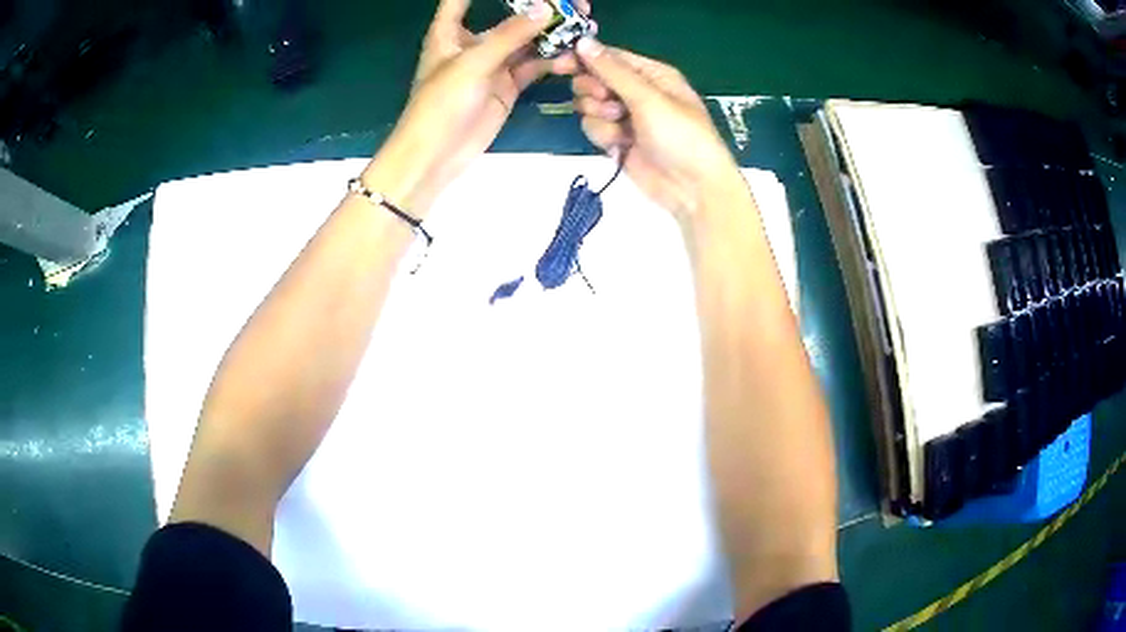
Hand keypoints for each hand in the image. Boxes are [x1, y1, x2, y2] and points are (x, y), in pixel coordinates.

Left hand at [364, 0, 587, 213]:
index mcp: (450, 30)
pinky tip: (571, 59)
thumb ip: (510, 34)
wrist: (436, 155)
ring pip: (528, 40)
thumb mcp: (473, 62)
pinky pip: (535, 66)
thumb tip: (547, 8)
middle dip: (541, 8)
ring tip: (584, 28)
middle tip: (576, 5)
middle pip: (510, 15)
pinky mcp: (508, 85)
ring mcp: (493, 63)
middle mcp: (473, 42)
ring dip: (553, 34)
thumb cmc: (441, 102)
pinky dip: (553, 61)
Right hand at [571, 40, 744, 220]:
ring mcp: (626, 117)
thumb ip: (612, 71)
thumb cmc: (681, 136)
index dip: (584, 58)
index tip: (560, 66)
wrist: (692, 189)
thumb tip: (582, 41)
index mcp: (651, 74)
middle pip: (593, 79)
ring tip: (621, 128)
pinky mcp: (617, 140)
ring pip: (589, 105)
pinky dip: (603, 136)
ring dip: (599, 116)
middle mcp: (636, 91)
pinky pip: (593, 127)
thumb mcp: (648, 98)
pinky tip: (621, 145)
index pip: (609, 57)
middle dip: (593, 91)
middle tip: (606, 101)